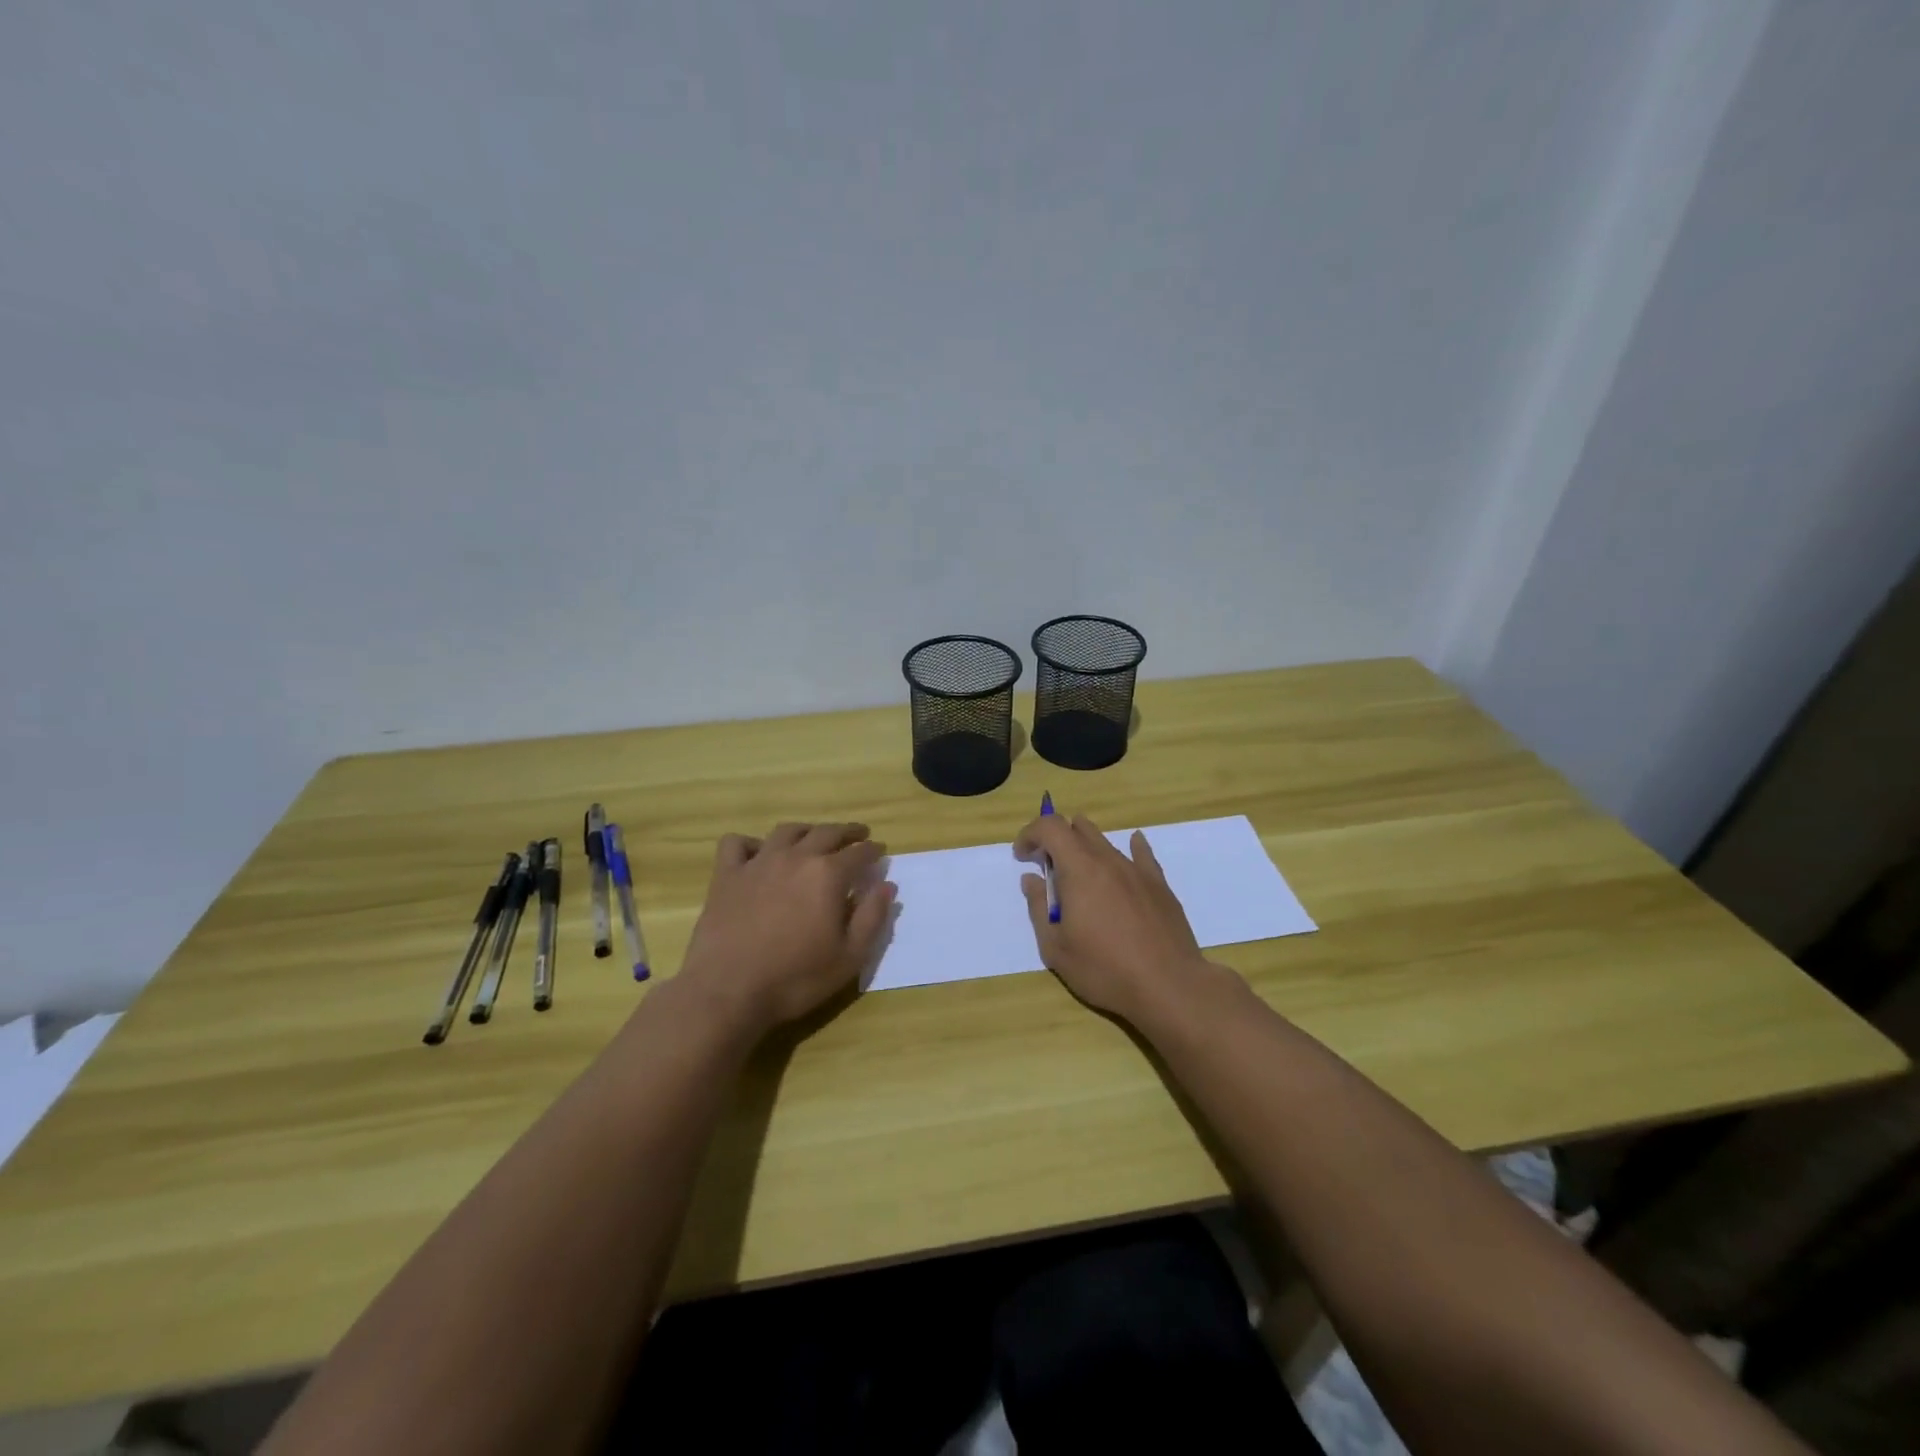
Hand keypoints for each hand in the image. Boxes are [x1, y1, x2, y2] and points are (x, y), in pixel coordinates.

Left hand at [679, 822, 895, 1037]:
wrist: (728, 991)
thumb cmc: (796, 979)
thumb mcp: (849, 957)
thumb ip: (872, 917)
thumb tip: (886, 885)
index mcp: (828, 874)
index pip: (859, 853)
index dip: (873, 851)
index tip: (880, 853)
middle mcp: (795, 857)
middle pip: (826, 832)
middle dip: (847, 832)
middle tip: (857, 835)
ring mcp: (757, 862)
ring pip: (787, 831)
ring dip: (806, 830)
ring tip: (813, 838)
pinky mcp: (726, 875)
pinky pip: (737, 843)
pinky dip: (751, 843)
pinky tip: (758, 855)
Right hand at [1015, 810, 1221, 1024]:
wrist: (1169, 986)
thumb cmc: (1104, 970)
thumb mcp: (1055, 948)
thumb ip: (1038, 908)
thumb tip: (1031, 880)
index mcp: (1079, 870)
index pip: (1050, 827)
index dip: (1030, 834)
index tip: (1022, 857)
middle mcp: (1108, 860)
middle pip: (1078, 828)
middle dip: (1056, 840)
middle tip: (1048, 868)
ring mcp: (1137, 870)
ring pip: (1106, 842)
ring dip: (1085, 849)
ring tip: (1081, 878)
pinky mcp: (1159, 885)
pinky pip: (1141, 855)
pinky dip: (1130, 847)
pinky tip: (1133, 846)